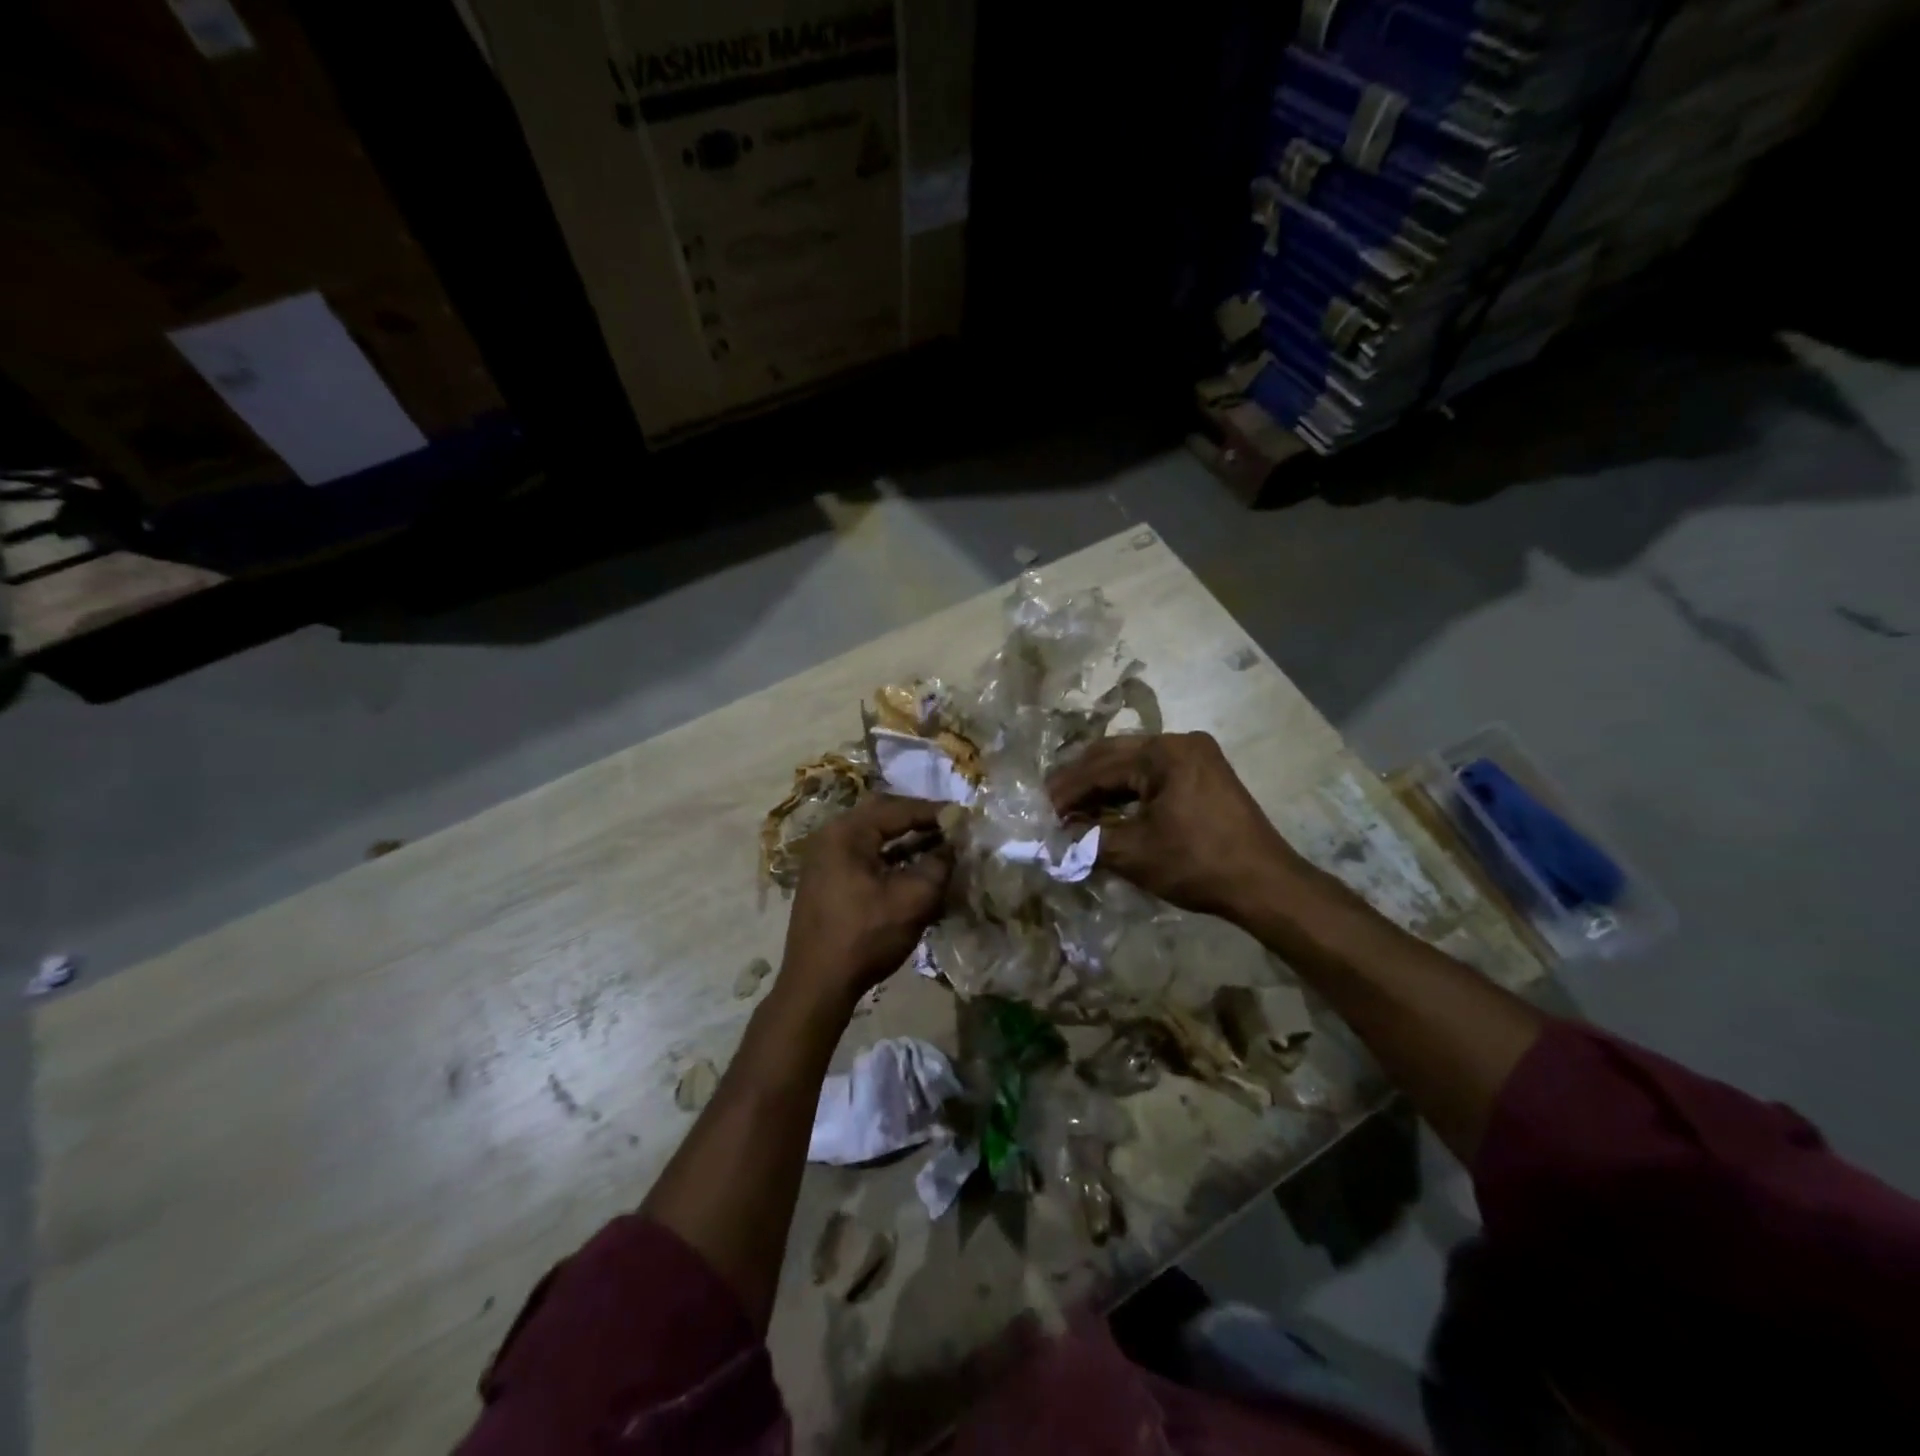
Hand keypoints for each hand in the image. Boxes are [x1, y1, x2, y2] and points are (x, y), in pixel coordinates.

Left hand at [780, 794, 953, 1011]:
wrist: (817, 985)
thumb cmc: (865, 937)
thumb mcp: (912, 900)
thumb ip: (938, 865)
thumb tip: (953, 845)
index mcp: (846, 833)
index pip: (898, 809)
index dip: (934, 811)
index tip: (964, 816)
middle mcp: (830, 837)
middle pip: (882, 816)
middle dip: (918, 820)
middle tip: (949, 826)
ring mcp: (824, 860)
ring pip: (873, 838)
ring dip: (905, 840)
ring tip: (938, 846)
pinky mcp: (826, 881)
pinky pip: (864, 857)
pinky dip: (890, 858)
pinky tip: (914, 869)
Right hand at [1048, 732, 1307, 923]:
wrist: (1265, 884)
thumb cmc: (1198, 864)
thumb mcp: (1134, 853)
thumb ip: (1088, 839)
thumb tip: (1056, 834)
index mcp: (1164, 752)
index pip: (1100, 767)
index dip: (1067, 791)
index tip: (1040, 811)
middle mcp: (1180, 742)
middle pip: (1114, 755)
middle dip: (1080, 781)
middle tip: (1051, 805)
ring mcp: (1196, 756)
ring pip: (1133, 764)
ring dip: (1103, 785)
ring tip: (1074, 809)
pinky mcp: (1204, 774)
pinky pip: (1154, 774)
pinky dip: (1128, 790)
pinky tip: (1109, 809)